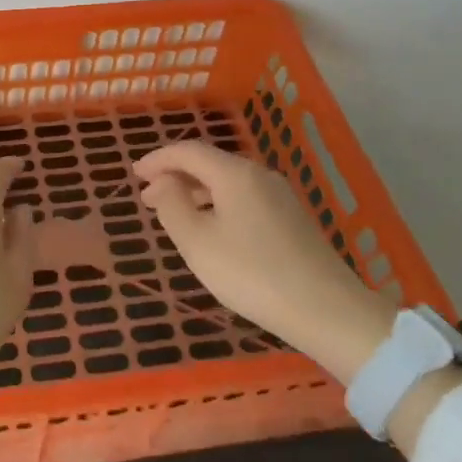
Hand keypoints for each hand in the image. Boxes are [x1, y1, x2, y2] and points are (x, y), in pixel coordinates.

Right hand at [132, 141, 395, 381]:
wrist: (326, 310)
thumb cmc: (251, 274)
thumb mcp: (197, 242)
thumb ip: (173, 205)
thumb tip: (163, 182)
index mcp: (234, 174)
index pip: (188, 151)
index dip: (158, 159)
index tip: (135, 174)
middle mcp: (259, 175)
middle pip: (210, 163)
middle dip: (176, 175)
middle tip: (149, 197)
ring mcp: (280, 196)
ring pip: (227, 181)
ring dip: (196, 191)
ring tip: (175, 214)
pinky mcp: (292, 218)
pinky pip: (244, 197)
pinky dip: (218, 203)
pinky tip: (212, 229)